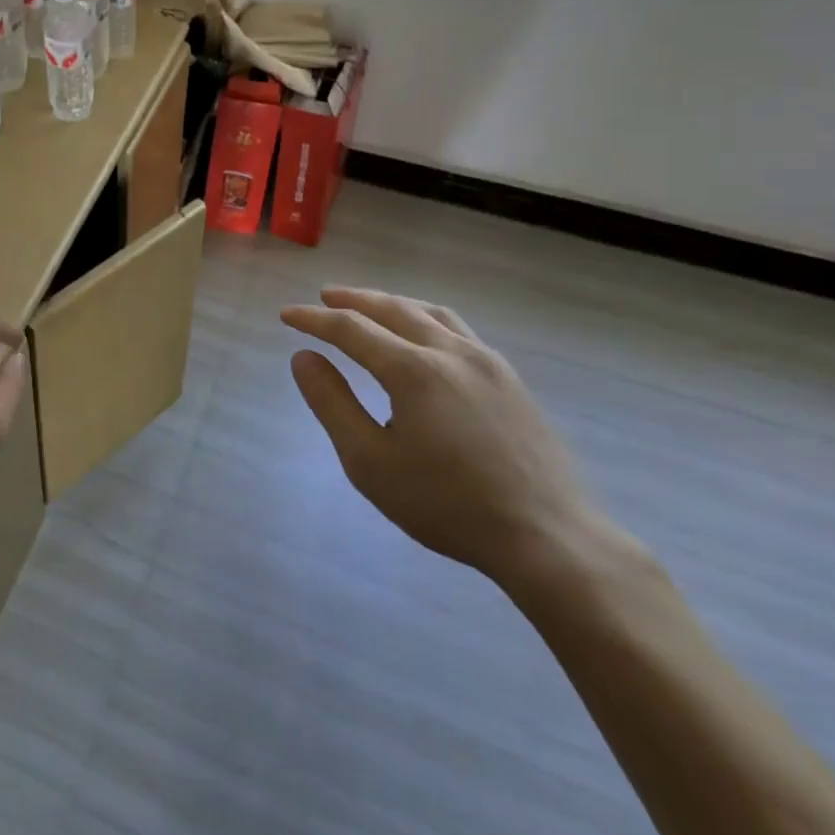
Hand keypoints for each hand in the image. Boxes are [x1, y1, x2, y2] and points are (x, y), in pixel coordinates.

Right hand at [281, 287, 604, 588]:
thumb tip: (304, 357)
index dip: (314, 319)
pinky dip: (426, 318)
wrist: (548, 538)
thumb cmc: (447, 504)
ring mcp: (487, 362)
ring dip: (392, 303)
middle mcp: (450, 351)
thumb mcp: (370, 462)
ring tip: (370, 306)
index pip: (351, 328)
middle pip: (393, 309)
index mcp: (413, 370)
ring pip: (430, 313)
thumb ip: (332, 403)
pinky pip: (459, 329)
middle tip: (324, 296)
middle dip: (353, 299)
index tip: (287, 315)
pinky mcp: (511, 379)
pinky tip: (424, 336)